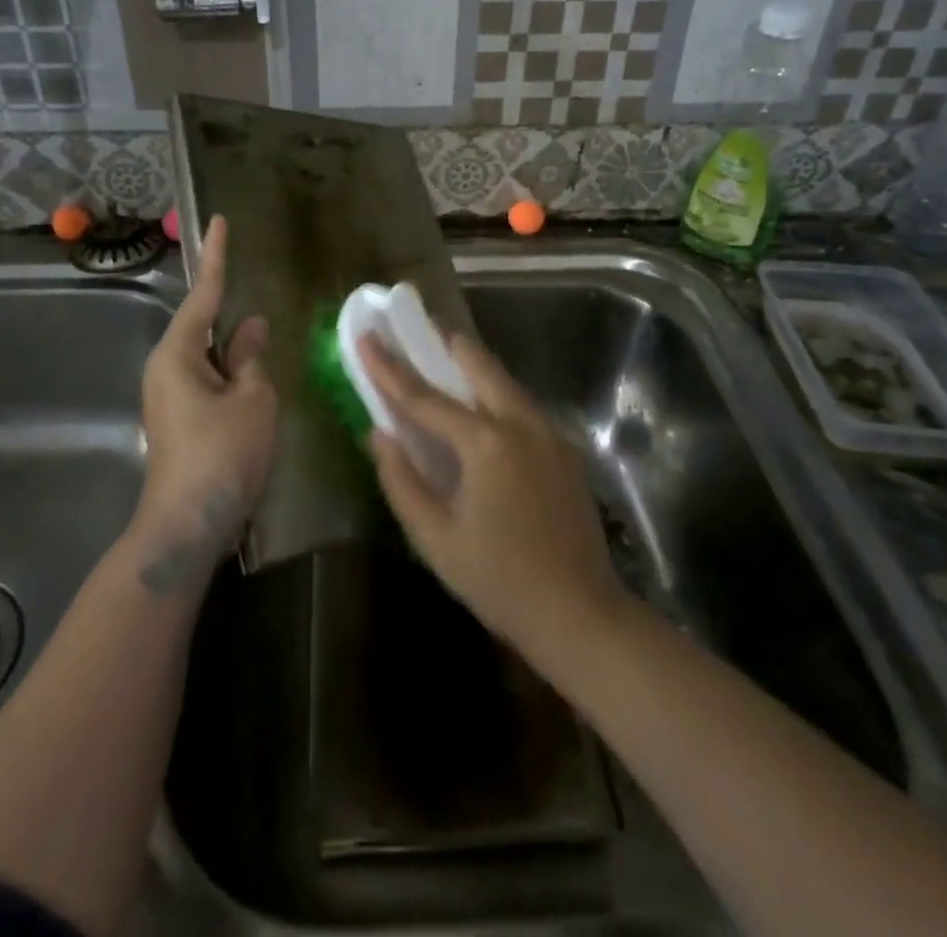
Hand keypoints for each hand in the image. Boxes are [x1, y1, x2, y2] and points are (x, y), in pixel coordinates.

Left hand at [132, 216, 276, 593]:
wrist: (187, 526)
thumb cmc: (222, 455)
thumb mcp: (252, 399)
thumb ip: (252, 357)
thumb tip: (251, 327)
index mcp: (178, 354)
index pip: (203, 293)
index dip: (217, 257)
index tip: (220, 221)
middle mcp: (166, 368)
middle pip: (205, 328)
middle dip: (233, 320)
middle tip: (261, 314)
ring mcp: (169, 397)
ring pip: (210, 358)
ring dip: (237, 355)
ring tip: (266, 359)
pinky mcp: (179, 420)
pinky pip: (209, 382)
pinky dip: (233, 377)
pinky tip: (255, 389)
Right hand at [359, 331, 626, 655]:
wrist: (580, 613)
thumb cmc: (499, 580)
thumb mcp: (435, 538)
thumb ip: (401, 480)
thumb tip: (379, 434)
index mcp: (487, 442)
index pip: (425, 396)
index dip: (389, 367)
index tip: (366, 337)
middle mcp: (522, 423)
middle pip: (478, 365)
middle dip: (444, 345)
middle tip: (416, 331)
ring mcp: (550, 433)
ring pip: (504, 381)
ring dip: (472, 367)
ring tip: (444, 360)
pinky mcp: (565, 449)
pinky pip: (521, 405)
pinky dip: (494, 394)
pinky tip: (480, 410)